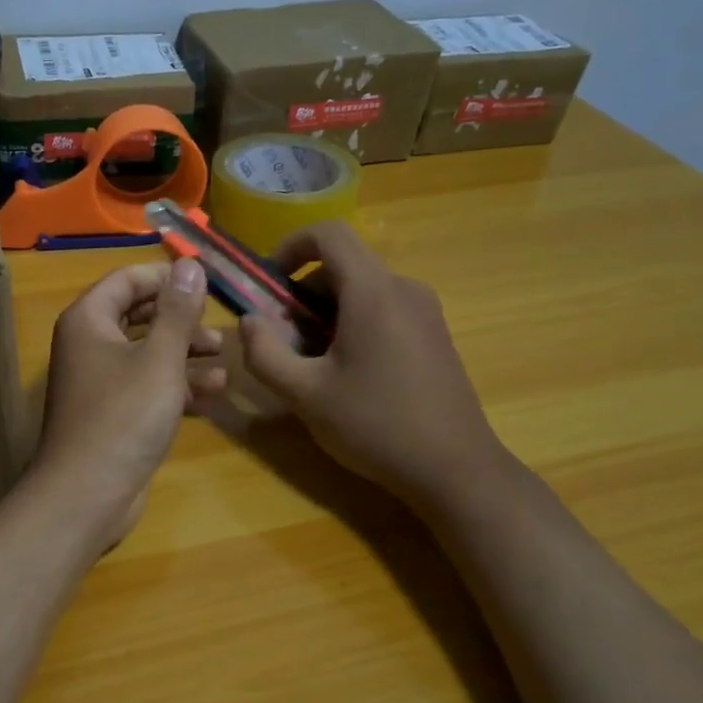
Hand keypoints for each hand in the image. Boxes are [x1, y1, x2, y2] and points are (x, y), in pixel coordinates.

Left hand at [31, 258, 225, 544]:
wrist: (87, 493)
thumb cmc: (124, 416)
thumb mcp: (159, 358)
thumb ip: (177, 312)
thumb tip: (189, 264)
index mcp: (89, 320)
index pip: (127, 280)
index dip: (166, 278)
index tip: (206, 285)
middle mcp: (88, 345)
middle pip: (139, 317)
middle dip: (181, 321)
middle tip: (218, 330)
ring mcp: (99, 382)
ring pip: (146, 354)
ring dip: (185, 356)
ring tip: (225, 362)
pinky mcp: (112, 415)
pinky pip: (146, 387)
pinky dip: (176, 387)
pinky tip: (213, 395)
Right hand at [238, 221, 504, 507]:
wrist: (454, 469)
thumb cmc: (375, 425)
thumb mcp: (304, 394)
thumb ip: (264, 353)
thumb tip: (248, 322)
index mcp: (372, 291)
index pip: (328, 234)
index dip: (290, 246)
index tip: (267, 283)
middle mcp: (404, 289)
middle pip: (343, 266)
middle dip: (302, 294)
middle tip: (281, 339)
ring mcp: (425, 312)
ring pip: (362, 291)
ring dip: (325, 314)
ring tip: (310, 363)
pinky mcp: (434, 336)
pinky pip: (384, 311)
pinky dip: (353, 325)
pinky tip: (346, 374)